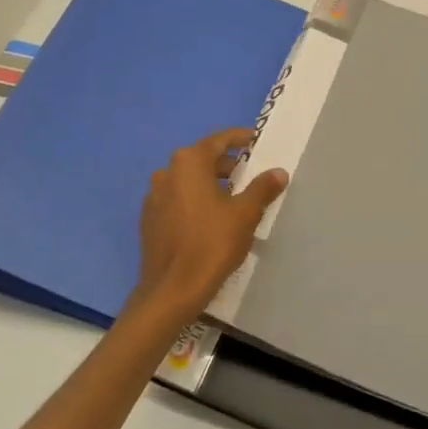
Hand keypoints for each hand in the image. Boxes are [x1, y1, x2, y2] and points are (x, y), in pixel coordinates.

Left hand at [128, 128, 287, 329]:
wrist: (172, 290)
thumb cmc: (212, 244)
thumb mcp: (245, 214)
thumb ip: (262, 188)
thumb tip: (278, 171)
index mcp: (189, 163)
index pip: (219, 140)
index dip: (241, 139)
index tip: (257, 141)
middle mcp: (167, 172)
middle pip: (202, 159)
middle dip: (228, 165)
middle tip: (251, 176)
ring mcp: (154, 196)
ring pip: (188, 181)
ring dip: (211, 184)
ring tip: (234, 200)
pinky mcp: (149, 219)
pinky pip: (177, 200)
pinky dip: (194, 201)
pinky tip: (210, 220)